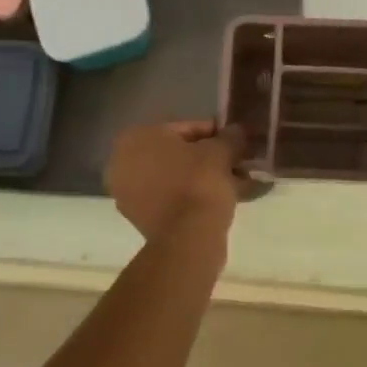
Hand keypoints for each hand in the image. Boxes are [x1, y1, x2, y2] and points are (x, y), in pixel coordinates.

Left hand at [105, 119, 246, 242]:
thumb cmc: (199, 181)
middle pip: (179, 154)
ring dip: (208, 178)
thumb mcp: (221, 150)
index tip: (236, 141)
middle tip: (239, 162)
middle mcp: (124, 164)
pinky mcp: (142, 220)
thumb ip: (230, 137)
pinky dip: (198, 197)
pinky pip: (174, 199)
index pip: (184, 128)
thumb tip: (237, 131)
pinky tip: (230, 198)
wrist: (188, 237)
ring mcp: (130, 195)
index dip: (215, 134)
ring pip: (178, 178)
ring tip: (242, 182)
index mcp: (136, 138)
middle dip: (211, 158)